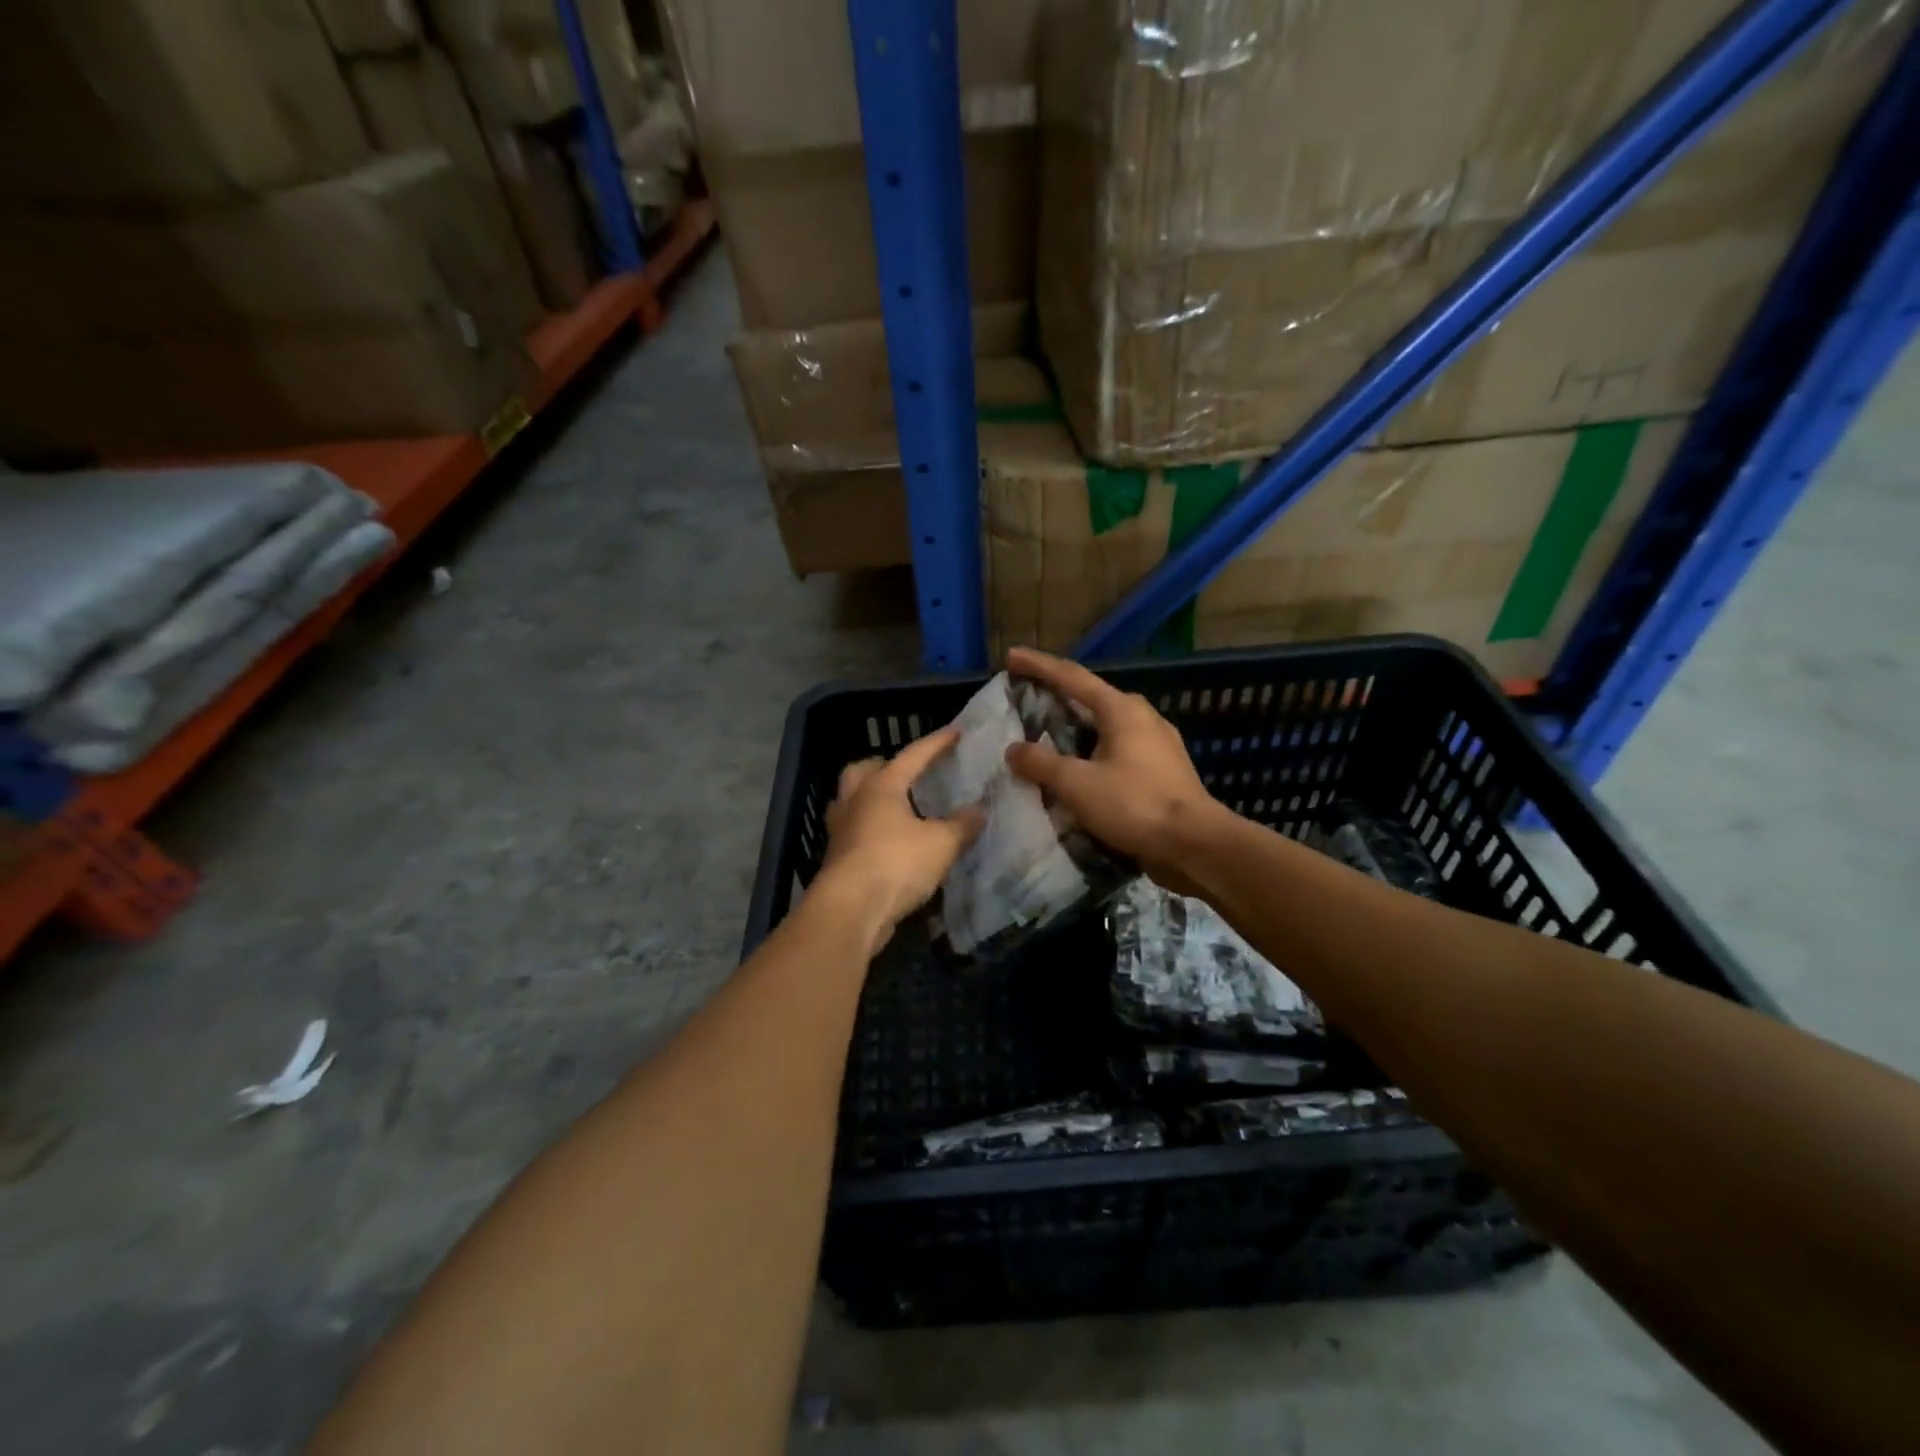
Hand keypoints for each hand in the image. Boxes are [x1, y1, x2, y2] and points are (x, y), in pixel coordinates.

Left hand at [816, 727, 983, 944]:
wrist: (850, 910)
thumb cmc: (896, 863)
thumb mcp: (941, 844)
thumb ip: (962, 825)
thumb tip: (979, 810)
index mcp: (881, 786)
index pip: (913, 756)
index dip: (936, 743)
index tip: (956, 732)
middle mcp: (855, 801)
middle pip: (862, 771)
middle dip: (882, 766)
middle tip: (905, 773)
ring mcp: (840, 830)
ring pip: (850, 801)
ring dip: (869, 799)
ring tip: (894, 808)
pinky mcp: (836, 859)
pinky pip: (852, 832)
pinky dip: (869, 830)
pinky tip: (887, 842)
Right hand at [1003, 647, 1219, 892]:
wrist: (1196, 845)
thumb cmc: (1135, 805)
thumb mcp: (1078, 784)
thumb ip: (1041, 763)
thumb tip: (1013, 750)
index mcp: (1121, 709)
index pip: (1071, 677)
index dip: (1038, 666)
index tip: (1011, 657)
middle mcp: (1142, 716)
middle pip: (1091, 697)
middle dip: (1058, 695)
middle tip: (1028, 699)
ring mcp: (1157, 742)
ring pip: (1106, 725)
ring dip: (1076, 727)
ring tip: (1048, 735)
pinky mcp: (1162, 768)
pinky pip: (1118, 748)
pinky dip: (1092, 750)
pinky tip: (1080, 767)